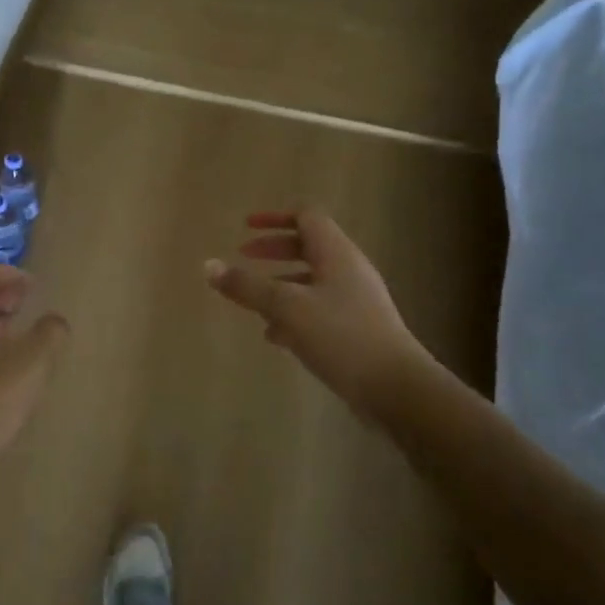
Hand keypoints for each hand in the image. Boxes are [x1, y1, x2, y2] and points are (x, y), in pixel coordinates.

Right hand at [205, 207, 433, 428]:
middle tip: (244, 257)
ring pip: (312, 280)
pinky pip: (320, 308)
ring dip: (281, 283)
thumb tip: (208, 265)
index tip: (246, 227)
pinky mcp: (358, 329)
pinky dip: (294, 312)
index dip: (275, 216)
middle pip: (308, 245)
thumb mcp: (286, 308)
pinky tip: (275, 336)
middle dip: (273, 249)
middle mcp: (349, 270)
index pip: (306, 216)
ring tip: (253, 302)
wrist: (396, 389)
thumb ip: (247, 286)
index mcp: (336, 253)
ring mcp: (356, 300)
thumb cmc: (341, 336)